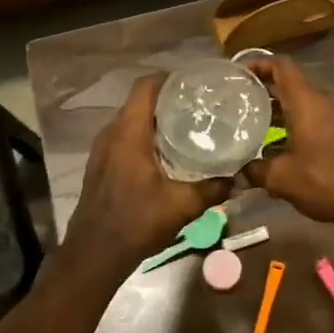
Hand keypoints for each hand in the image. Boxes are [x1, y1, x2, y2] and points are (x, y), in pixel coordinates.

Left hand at [64, 75, 232, 271]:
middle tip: (199, 106)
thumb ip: (212, 189)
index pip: (145, 86)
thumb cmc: (137, 222)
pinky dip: (144, 136)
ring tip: (187, 126)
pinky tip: (166, 153)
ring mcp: (102, 149)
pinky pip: (124, 137)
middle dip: (168, 99)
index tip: (196, 84)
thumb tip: (238, 179)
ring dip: (156, 119)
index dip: (169, 79)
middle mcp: (111, 133)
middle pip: (139, 101)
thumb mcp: (181, 206)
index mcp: (128, 132)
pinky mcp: (101, 164)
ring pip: (131, 120)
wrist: (95, 253)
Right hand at [243, 55, 333, 228]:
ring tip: (248, 122)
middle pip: (288, 83)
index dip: (257, 63)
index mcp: (306, 101)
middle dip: (261, 88)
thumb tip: (238, 171)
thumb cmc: (326, 179)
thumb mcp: (282, 178)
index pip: (280, 66)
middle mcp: (320, 102)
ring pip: (299, 103)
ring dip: (275, 109)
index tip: (236, 73)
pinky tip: (273, 147)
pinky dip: (290, 124)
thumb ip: (256, 170)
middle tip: (234, 98)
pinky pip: (309, 119)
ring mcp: (333, 118)